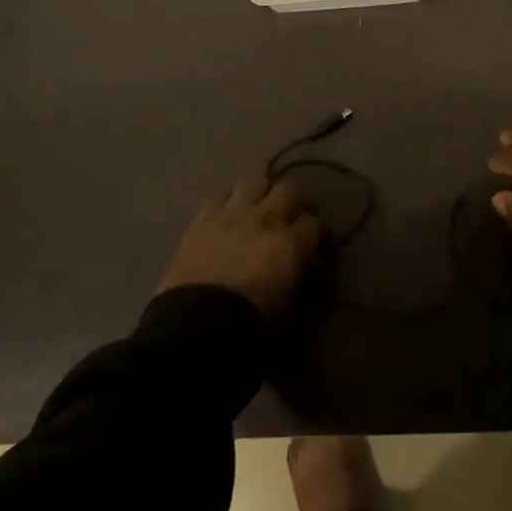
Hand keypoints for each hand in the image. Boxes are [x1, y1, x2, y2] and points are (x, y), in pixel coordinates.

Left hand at [157, 175, 322, 324]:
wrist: (196, 329)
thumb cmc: (249, 327)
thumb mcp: (287, 308)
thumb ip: (297, 276)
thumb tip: (302, 263)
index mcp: (291, 243)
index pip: (314, 223)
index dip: (315, 234)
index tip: (312, 244)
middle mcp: (265, 219)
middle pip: (288, 191)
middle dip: (290, 204)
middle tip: (286, 221)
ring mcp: (232, 213)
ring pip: (254, 182)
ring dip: (259, 194)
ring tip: (255, 209)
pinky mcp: (203, 218)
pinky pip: (220, 196)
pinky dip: (227, 203)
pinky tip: (226, 216)